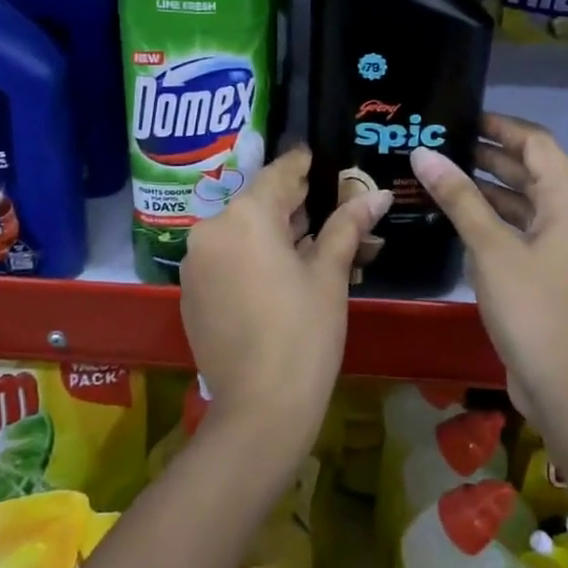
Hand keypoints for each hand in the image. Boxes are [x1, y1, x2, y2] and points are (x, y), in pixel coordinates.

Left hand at [180, 146, 390, 450]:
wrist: (259, 410)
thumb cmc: (304, 333)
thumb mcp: (329, 274)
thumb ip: (347, 225)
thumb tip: (377, 194)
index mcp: (245, 216)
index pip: (279, 174)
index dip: (303, 163)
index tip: (320, 157)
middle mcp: (211, 229)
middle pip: (258, 202)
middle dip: (292, 202)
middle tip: (328, 203)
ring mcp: (195, 263)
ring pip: (241, 231)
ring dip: (273, 231)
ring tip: (312, 238)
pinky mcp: (190, 292)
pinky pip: (226, 258)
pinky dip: (252, 255)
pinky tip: (282, 271)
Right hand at [411, 114, 567, 421]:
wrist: (565, 384)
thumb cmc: (531, 306)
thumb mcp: (490, 247)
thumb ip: (459, 197)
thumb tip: (425, 154)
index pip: (539, 144)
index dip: (502, 127)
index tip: (464, 119)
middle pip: (536, 172)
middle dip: (492, 157)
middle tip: (446, 146)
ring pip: (532, 204)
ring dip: (494, 190)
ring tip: (447, 177)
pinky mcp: (561, 274)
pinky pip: (530, 232)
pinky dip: (501, 221)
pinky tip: (465, 222)